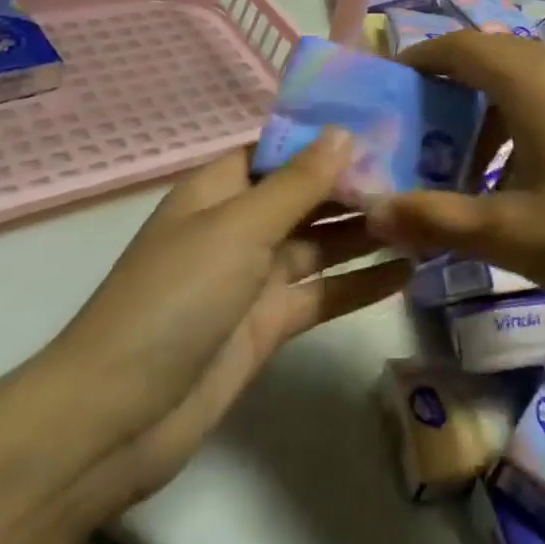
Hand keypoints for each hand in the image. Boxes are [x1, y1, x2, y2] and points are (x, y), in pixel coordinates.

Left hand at [47, 134, 409, 503]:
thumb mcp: (238, 229)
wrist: (116, 419)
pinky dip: (361, 283)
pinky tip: (409, 271)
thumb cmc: (173, 300)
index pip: (283, 149)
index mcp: (220, 190)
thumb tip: (345, 131)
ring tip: (427, 215)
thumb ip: (297, 183)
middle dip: (359, 184)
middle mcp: (240, 226)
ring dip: (368, 231)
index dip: (329, 137)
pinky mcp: (270, 324)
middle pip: (308, 195)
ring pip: (322, 242)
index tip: (387, 124)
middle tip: (425, 169)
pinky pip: (324, 292)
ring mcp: (255, 278)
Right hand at [365, 32, 544, 324]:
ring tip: (464, 169)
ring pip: (521, 81)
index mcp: (531, 79)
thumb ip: (435, 220)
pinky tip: (519, 180)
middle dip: (446, 93)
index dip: (418, 63)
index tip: (387, 94)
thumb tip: (372, 210)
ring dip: (484, 114)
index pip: (459, 46)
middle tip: (417, 140)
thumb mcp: (510, 233)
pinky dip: (519, 123)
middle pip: (488, 59)